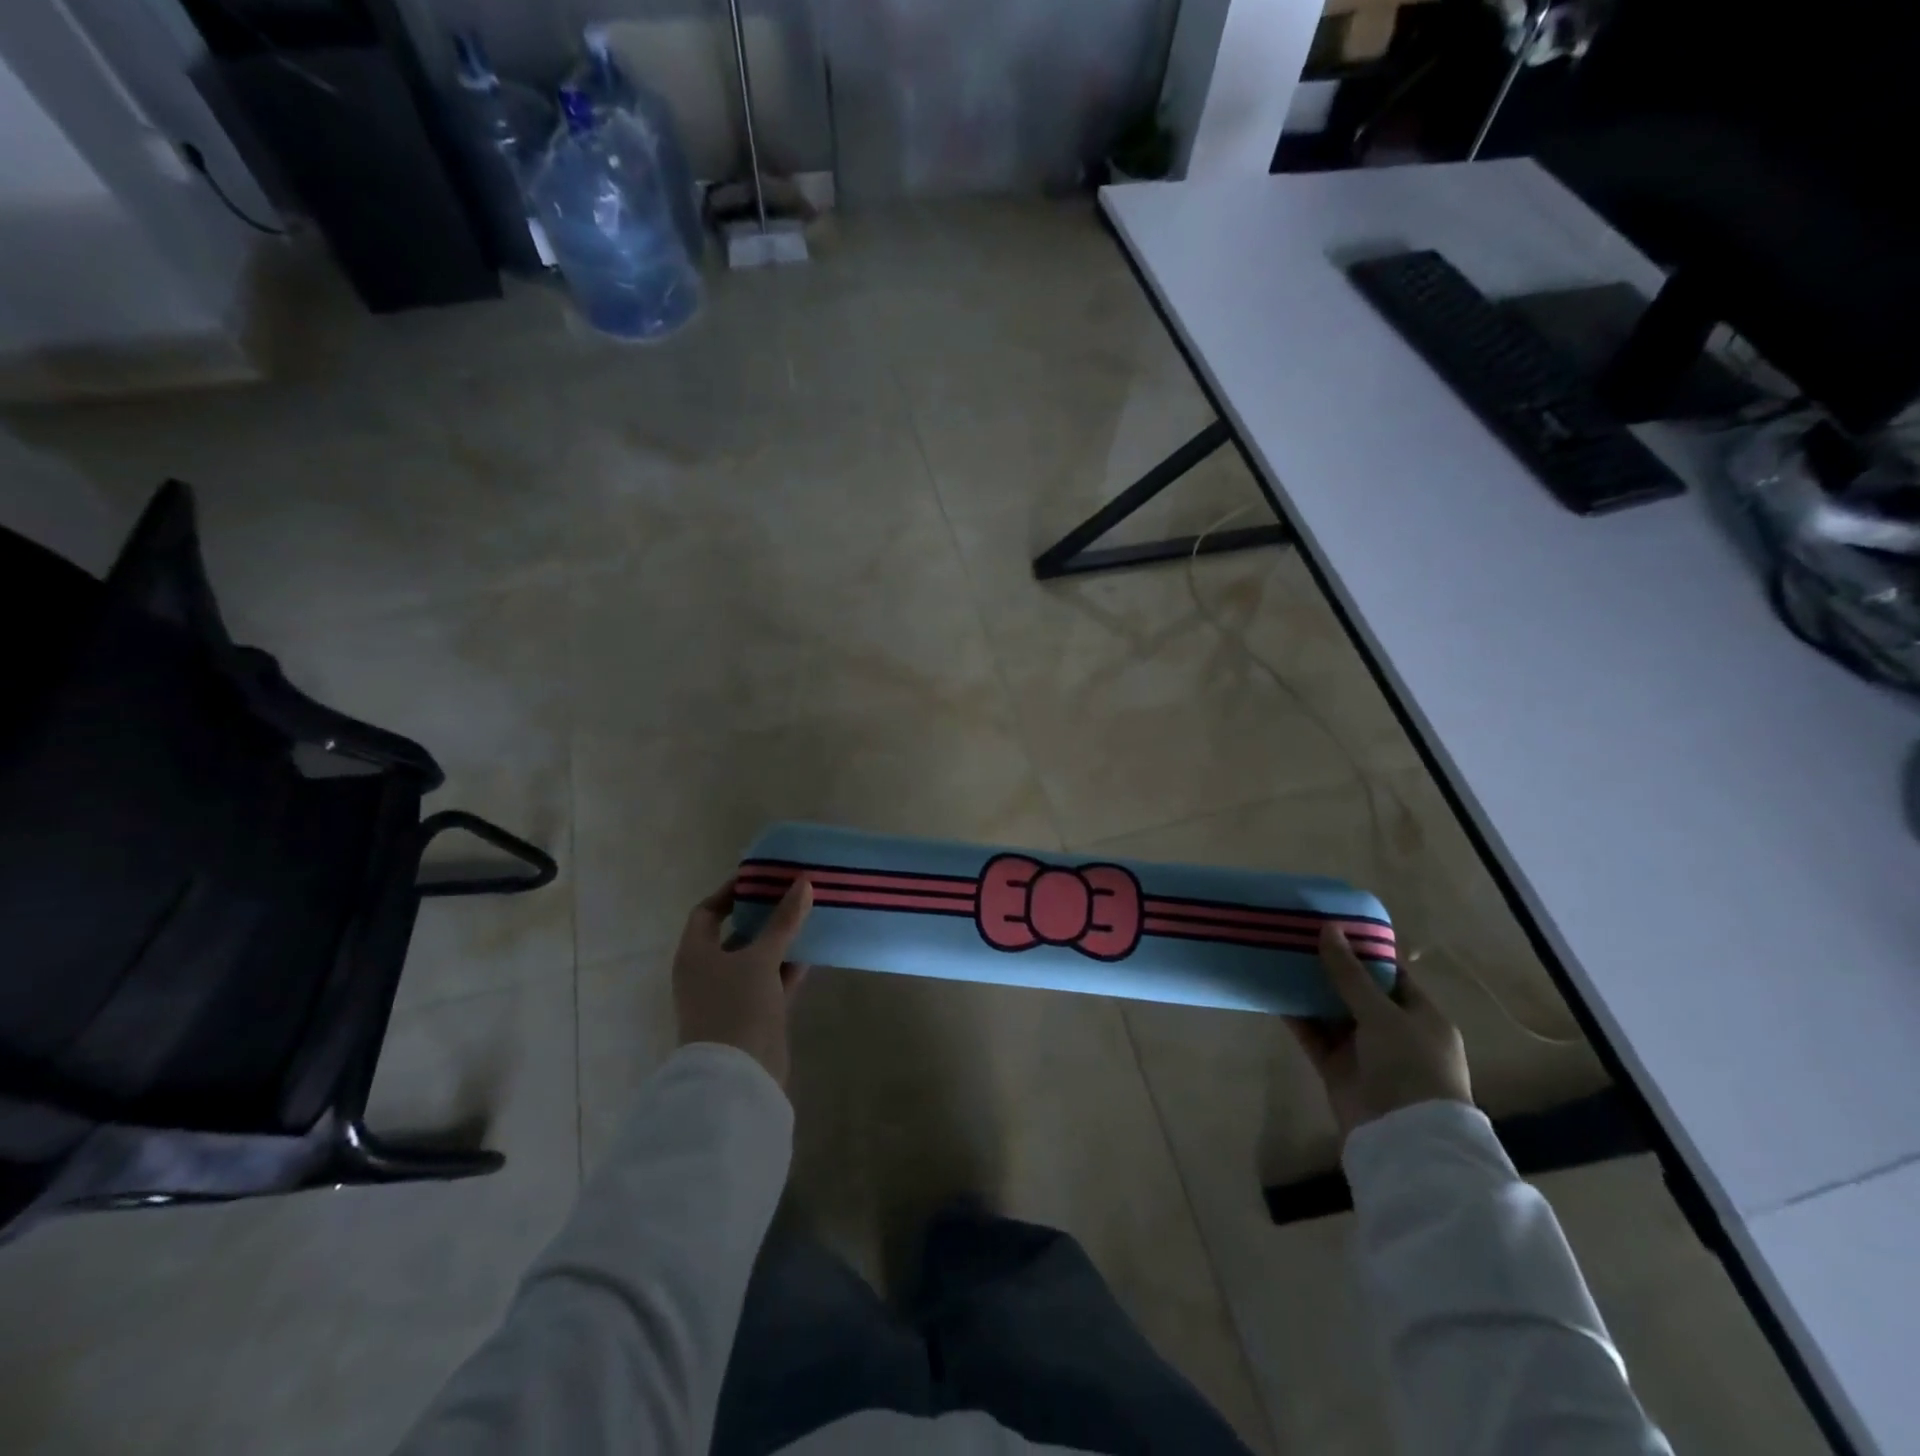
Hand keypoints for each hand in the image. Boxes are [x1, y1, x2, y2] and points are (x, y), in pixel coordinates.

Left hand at [673, 876, 812, 1087]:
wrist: (738, 1075)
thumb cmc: (737, 1006)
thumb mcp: (761, 958)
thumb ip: (783, 920)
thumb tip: (803, 882)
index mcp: (695, 954)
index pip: (707, 912)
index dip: (731, 892)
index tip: (761, 878)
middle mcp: (708, 972)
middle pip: (735, 934)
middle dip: (762, 914)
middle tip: (792, 892)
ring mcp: (730, 995)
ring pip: (756, 957)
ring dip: (779, 940)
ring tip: (808, 915)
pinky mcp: (753, 1014)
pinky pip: (771, 980)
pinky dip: (788, 966)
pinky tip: (812, 951)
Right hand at [1286, 924, 1471, 1139]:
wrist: (1405, 1137)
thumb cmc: (1410, 1065)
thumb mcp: (1383, 1013)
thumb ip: (1350, 973)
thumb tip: (1328, 928)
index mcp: (1420, 1015)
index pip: (1391, 974)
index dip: (1363, 950)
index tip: (1331, 925)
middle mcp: (1393, 1030)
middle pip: (1357, 991)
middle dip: (1329, 967)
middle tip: (1297, 937)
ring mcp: (1363, 1051)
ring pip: (1331, 1011)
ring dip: (1309, 989)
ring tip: (1279, 957)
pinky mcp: (1337, 1068)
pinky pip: (1313, 1034)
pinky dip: (1296, 1016)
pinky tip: (1273, 992)